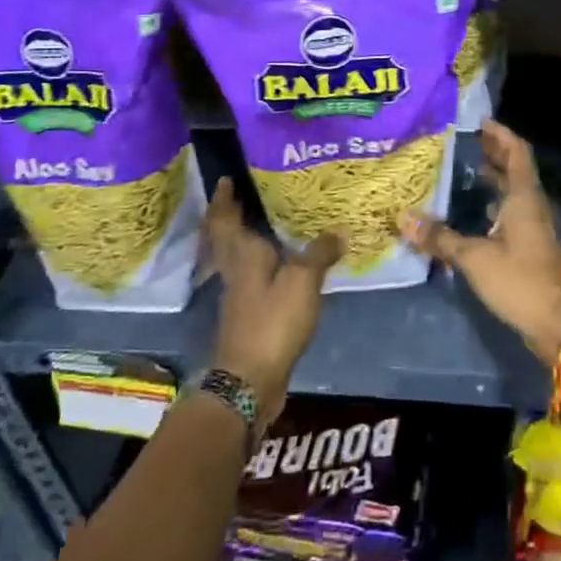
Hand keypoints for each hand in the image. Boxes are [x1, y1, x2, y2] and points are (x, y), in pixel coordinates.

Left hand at [206, 178, 340, 425]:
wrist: (249, 381)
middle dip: (231, 216)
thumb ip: (319, 253)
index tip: (225, 179)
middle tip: (246, 195)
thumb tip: (337, 232)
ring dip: (246, 239)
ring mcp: (239, 296)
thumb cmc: (272, 322)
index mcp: (242, 255)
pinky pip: (253, 278)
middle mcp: (235, 271)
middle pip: (226, 238)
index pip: (225, 219)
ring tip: (269, 224)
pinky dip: (262, 264)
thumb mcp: (303, 281)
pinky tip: (282, 265)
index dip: (223, 199)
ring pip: (238, 257)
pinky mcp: (249, 316)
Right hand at [401, 120, 560, 362]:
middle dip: (493, 153)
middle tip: (464, 142)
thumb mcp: (475, 258)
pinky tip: (473, 212)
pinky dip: (493, 204)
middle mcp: (531, 206)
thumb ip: (441, 239)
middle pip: (515, 169)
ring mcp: (533, 228)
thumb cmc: (520, 281)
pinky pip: (510, 213)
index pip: (516, 152)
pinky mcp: (530, 248)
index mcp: (523, 198)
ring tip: (463, 170)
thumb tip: (404, 219)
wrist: (560, 324)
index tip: (479, 121)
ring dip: (493, 179)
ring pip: (513, 192)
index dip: (500, 134)